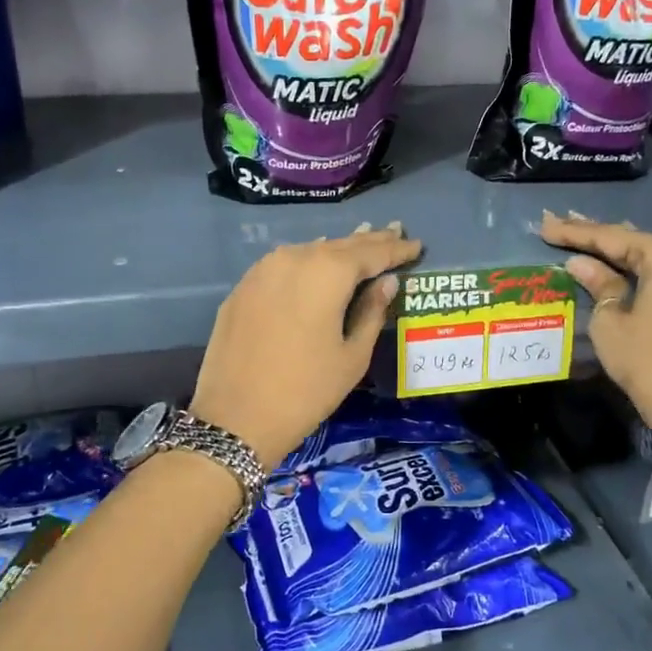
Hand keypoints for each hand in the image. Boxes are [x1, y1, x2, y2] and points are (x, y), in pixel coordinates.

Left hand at [191, 223, 421, 468]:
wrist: (235, 419)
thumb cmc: (306, 392)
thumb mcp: (352, 357)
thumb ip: (372, 312)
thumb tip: (386, 282)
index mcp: (327, 273)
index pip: (371, 253)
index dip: (396, 249)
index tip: (416, 244)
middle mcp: (293, 259)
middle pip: (338, 245)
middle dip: (369, 241)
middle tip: (394, 231)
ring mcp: (262, 271)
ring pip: (308, 252)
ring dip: (336, 249)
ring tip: (361, 243)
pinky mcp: (242, 288)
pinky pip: (283, 266)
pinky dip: (306, 263)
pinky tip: (316, 264)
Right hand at [541, 212, 651, 440]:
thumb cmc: (648, 362)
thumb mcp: (611, 323)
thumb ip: (598, 285)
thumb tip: (580, 264)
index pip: (612, 237)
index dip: (575, 232)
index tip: (545, 223)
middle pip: (633, 241)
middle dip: (595, 235)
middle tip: (558, 223)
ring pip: (647, 257)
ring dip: (614, 251)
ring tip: (579, 235)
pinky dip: (633, 268)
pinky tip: (611, 262)